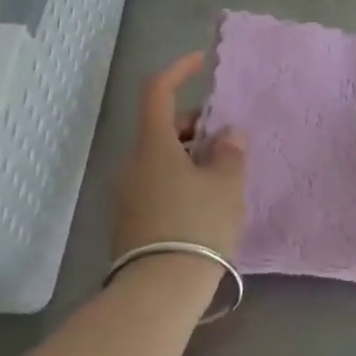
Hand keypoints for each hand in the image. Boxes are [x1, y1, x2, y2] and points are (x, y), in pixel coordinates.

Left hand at [111, 51, 247, 262]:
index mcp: (152, 144)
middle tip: (225, 140)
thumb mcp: (226, 185)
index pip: (157, 91)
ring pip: (159, 158)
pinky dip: (178, 179)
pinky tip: (203, 202)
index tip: (200, 62)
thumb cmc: (196, 225)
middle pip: (160, 128)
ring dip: (188, 155)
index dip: (178, 70)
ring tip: (221, 175)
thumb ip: (230, 152)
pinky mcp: (128, 222)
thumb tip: (228, 134)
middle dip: (193, 125)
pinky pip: (155, 184)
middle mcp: (132, 163)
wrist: (157, 293)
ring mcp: (126, 194)